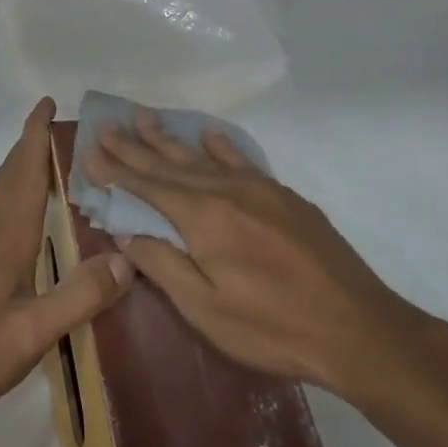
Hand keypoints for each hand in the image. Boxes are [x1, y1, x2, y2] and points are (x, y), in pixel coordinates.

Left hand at [0, 98, 131, 427]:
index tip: (46, 103)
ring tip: (44, 165)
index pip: (23, 173)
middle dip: (27, 145)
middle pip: (8, 177)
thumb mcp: (37, 330)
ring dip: (18, 171)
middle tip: (52, 125)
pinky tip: (20, 222)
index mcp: (5, 237)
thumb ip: (81, 295)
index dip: (34, 136)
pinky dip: (10, 199)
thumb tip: (127, 260)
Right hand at [84, 112, 442, 412]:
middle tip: (108, 125)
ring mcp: (261, 190)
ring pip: (205, 157)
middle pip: (171, 164)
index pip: (148, 186)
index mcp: (203, 217)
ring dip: (172, 139)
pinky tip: (211, 135)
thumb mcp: (204, 307)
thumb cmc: (272, 326)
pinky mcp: (287, 199)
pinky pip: (243, 161)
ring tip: (146, 118)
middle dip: (136, 146)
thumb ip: (162, 264)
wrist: (357, 328)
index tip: (90, 149)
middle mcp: (228, 191)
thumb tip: (125, 232)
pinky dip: (222, 146)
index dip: (117, 169)